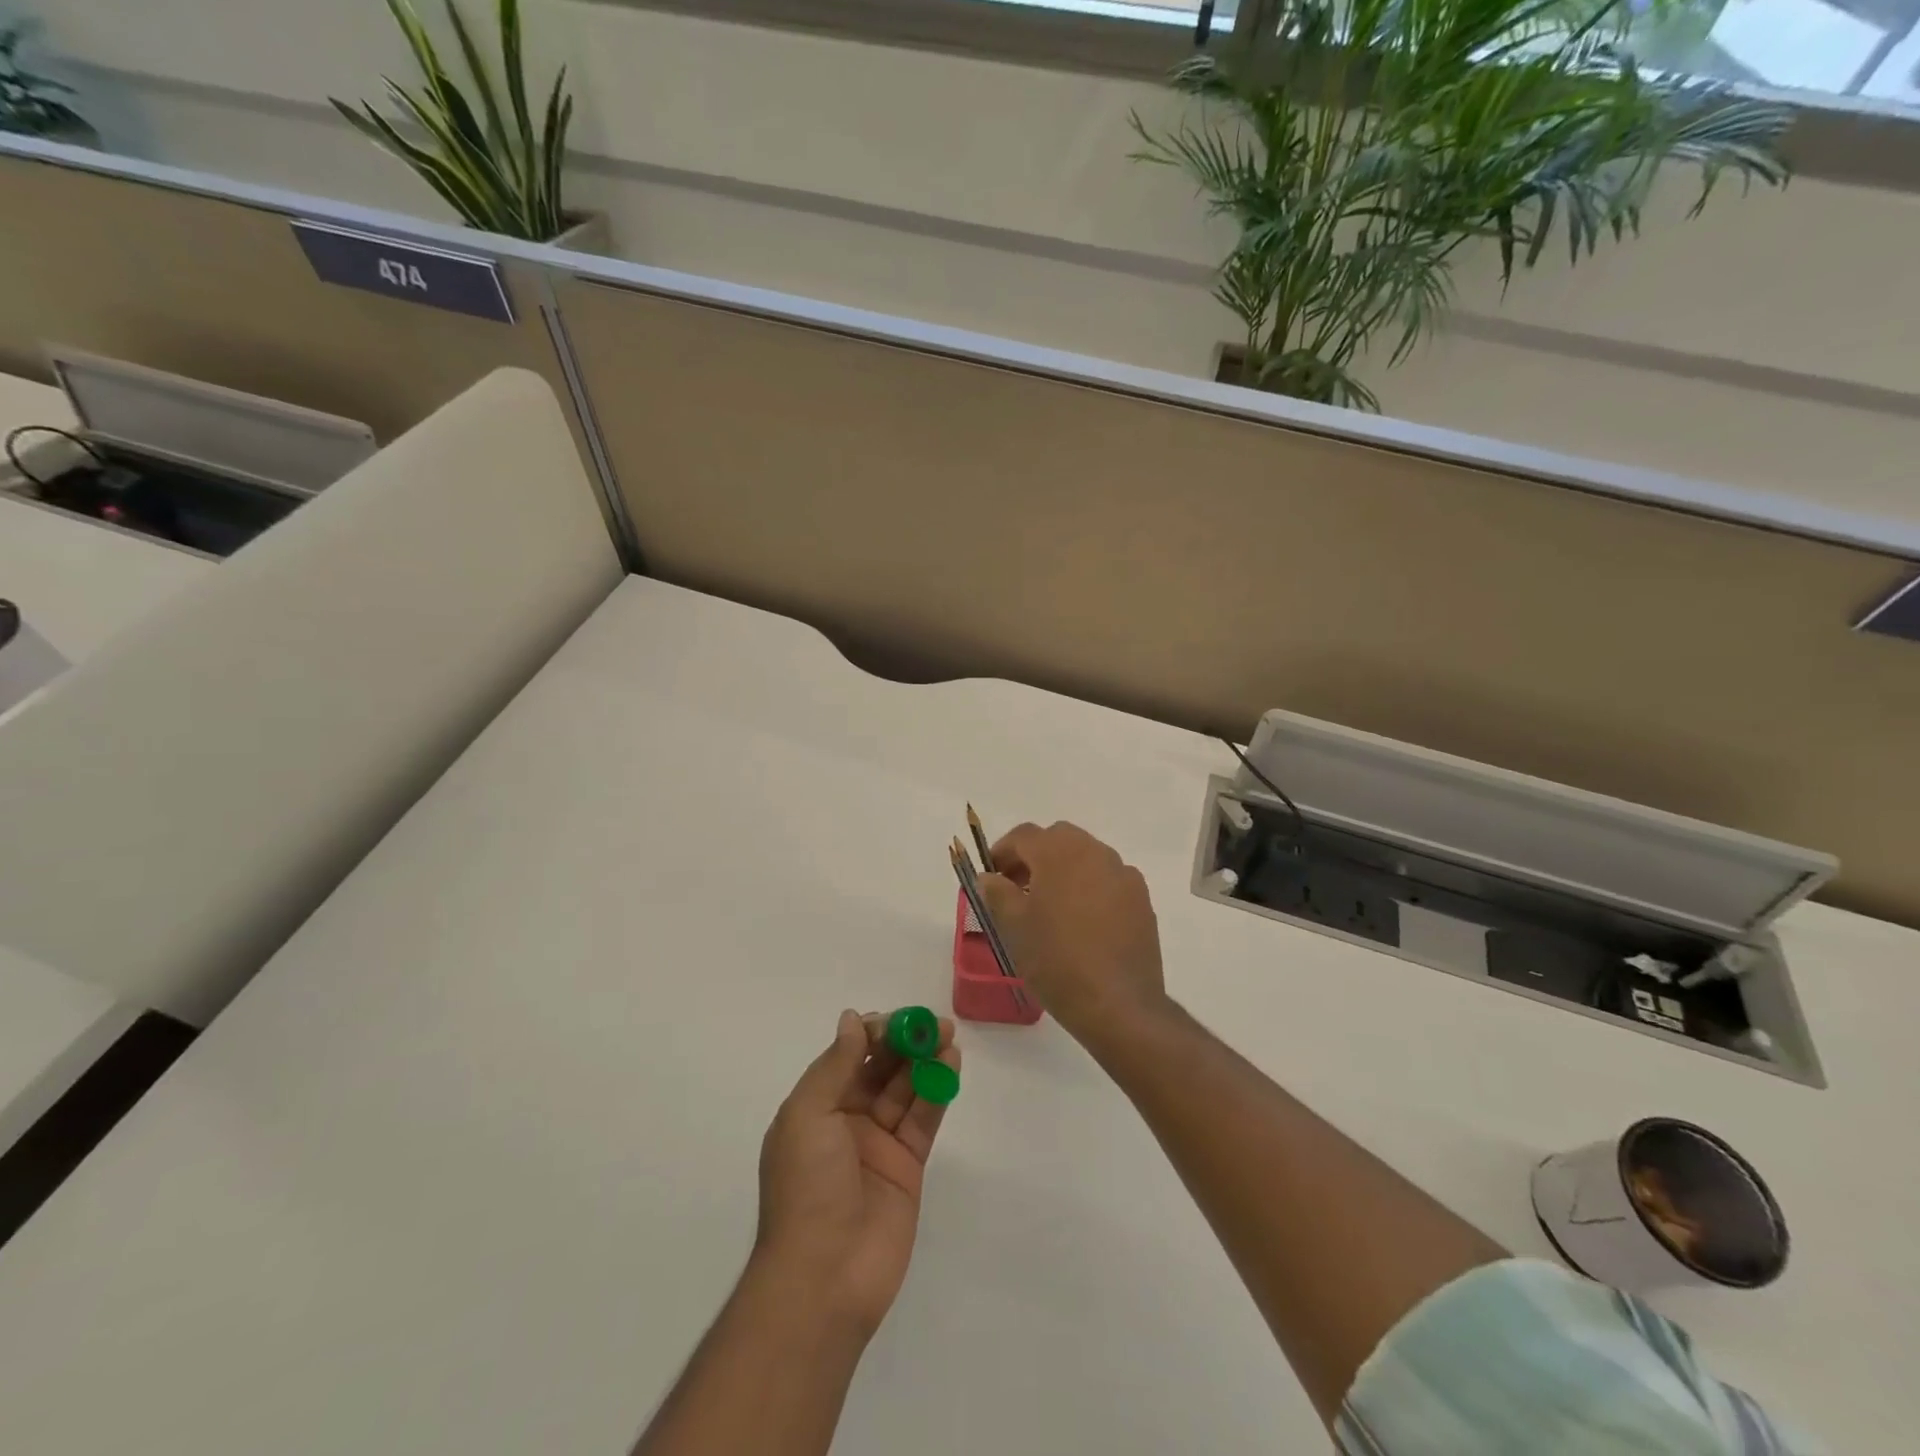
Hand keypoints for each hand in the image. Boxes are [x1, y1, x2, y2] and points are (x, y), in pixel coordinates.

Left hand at [754, 1009, 959, 1339]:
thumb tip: (852, 1019)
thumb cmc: (806, 1188)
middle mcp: (846, 1121)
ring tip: (948, 1038)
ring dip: (925, 1061)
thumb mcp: (808, 1115)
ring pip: (905, 1090)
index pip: (848, 1057)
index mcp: (816, 1108)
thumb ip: (835, 1065)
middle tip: (934, 1024)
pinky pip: (923, 1118)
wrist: (824, 1279)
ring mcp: (879, 1144)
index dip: (873, 1034)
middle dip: (905, 1043)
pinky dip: (937, 1090)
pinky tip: (951, 1064)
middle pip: (880, 1069)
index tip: (897, 1021)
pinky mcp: (908, 1166)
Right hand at [979, 822, 1168, 1052]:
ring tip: (1050, 906)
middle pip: (1058, 839)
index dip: (1002, 851)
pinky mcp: (1141, 899)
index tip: (992, 875)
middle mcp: (1095, 852)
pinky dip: (1090, 887)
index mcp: (1059, 852)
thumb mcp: (1014, 927)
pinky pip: (1108, 880)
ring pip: (1086, 856)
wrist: (1117, 1004)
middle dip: (1035, 856)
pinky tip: (1082, 921)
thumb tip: (989, 877)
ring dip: (1064, 869)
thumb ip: (997, 893)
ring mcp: (1123, 874)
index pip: (1023, 835)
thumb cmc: (1056, 960)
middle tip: (1018, 887)